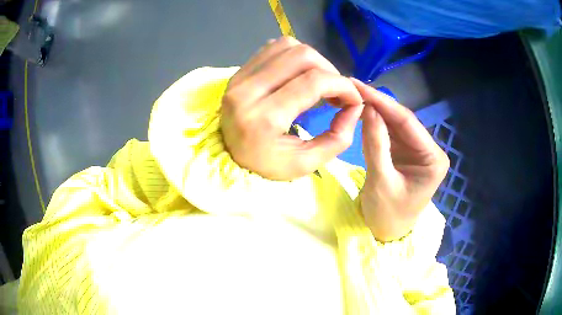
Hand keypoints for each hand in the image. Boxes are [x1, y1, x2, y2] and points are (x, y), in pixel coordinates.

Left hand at [220, 37, 363, 179]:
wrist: (228, 156)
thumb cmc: (265, 164)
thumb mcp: (305, 163)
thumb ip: (337, 138)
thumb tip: (355, 106)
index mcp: (263, 119)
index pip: (313, 83)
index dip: (342, 85)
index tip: (353, 98)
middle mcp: (248, 91)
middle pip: (302, 56)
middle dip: (330, 70)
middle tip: (336, 91)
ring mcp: (240, 77)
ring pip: (288, 46)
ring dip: (313, 60)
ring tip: (319, 81)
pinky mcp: (238, 71)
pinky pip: (272, 48)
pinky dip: (293, 55)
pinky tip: (298, 73)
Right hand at [352, 79, 448, 241]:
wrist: (386, 233)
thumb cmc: (387, 215)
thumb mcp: (381, 181)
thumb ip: (376, 144)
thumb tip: (368, 108)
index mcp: (433, 159)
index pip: (407, 123)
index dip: (383, 103)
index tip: (359, 86)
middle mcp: (429, 150)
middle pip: (403, 120)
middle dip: (378, 104)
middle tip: (352, 87)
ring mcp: (418, 150)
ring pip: (396, 124)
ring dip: (376, 110)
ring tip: (354, 95)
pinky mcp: (406, 153)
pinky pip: (390, 133)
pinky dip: (376, 123)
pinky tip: (363, 111)